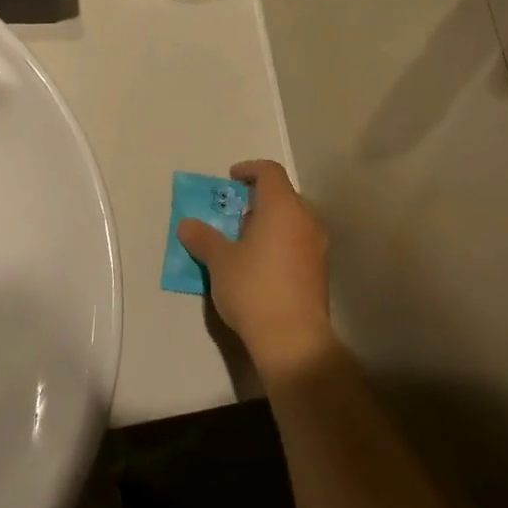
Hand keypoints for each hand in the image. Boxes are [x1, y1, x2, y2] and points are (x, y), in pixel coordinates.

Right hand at [177, 162, 333, 374]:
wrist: (293, 338)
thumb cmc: (253, 288)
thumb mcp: (220, 262)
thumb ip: (203, 239)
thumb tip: (187, 225)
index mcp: (283, 208)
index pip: (270, 172)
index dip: (250, 169)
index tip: (232, 178)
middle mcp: (306, 220)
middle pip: (284, 195)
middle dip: (259, 200)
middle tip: (235, 215)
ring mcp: (318, 246)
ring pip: (294, 221)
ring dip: (271, 223)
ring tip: (246, 242)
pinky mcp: (320, 272)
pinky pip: (299, 243)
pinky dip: (281, 243)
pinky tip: (262, 266)